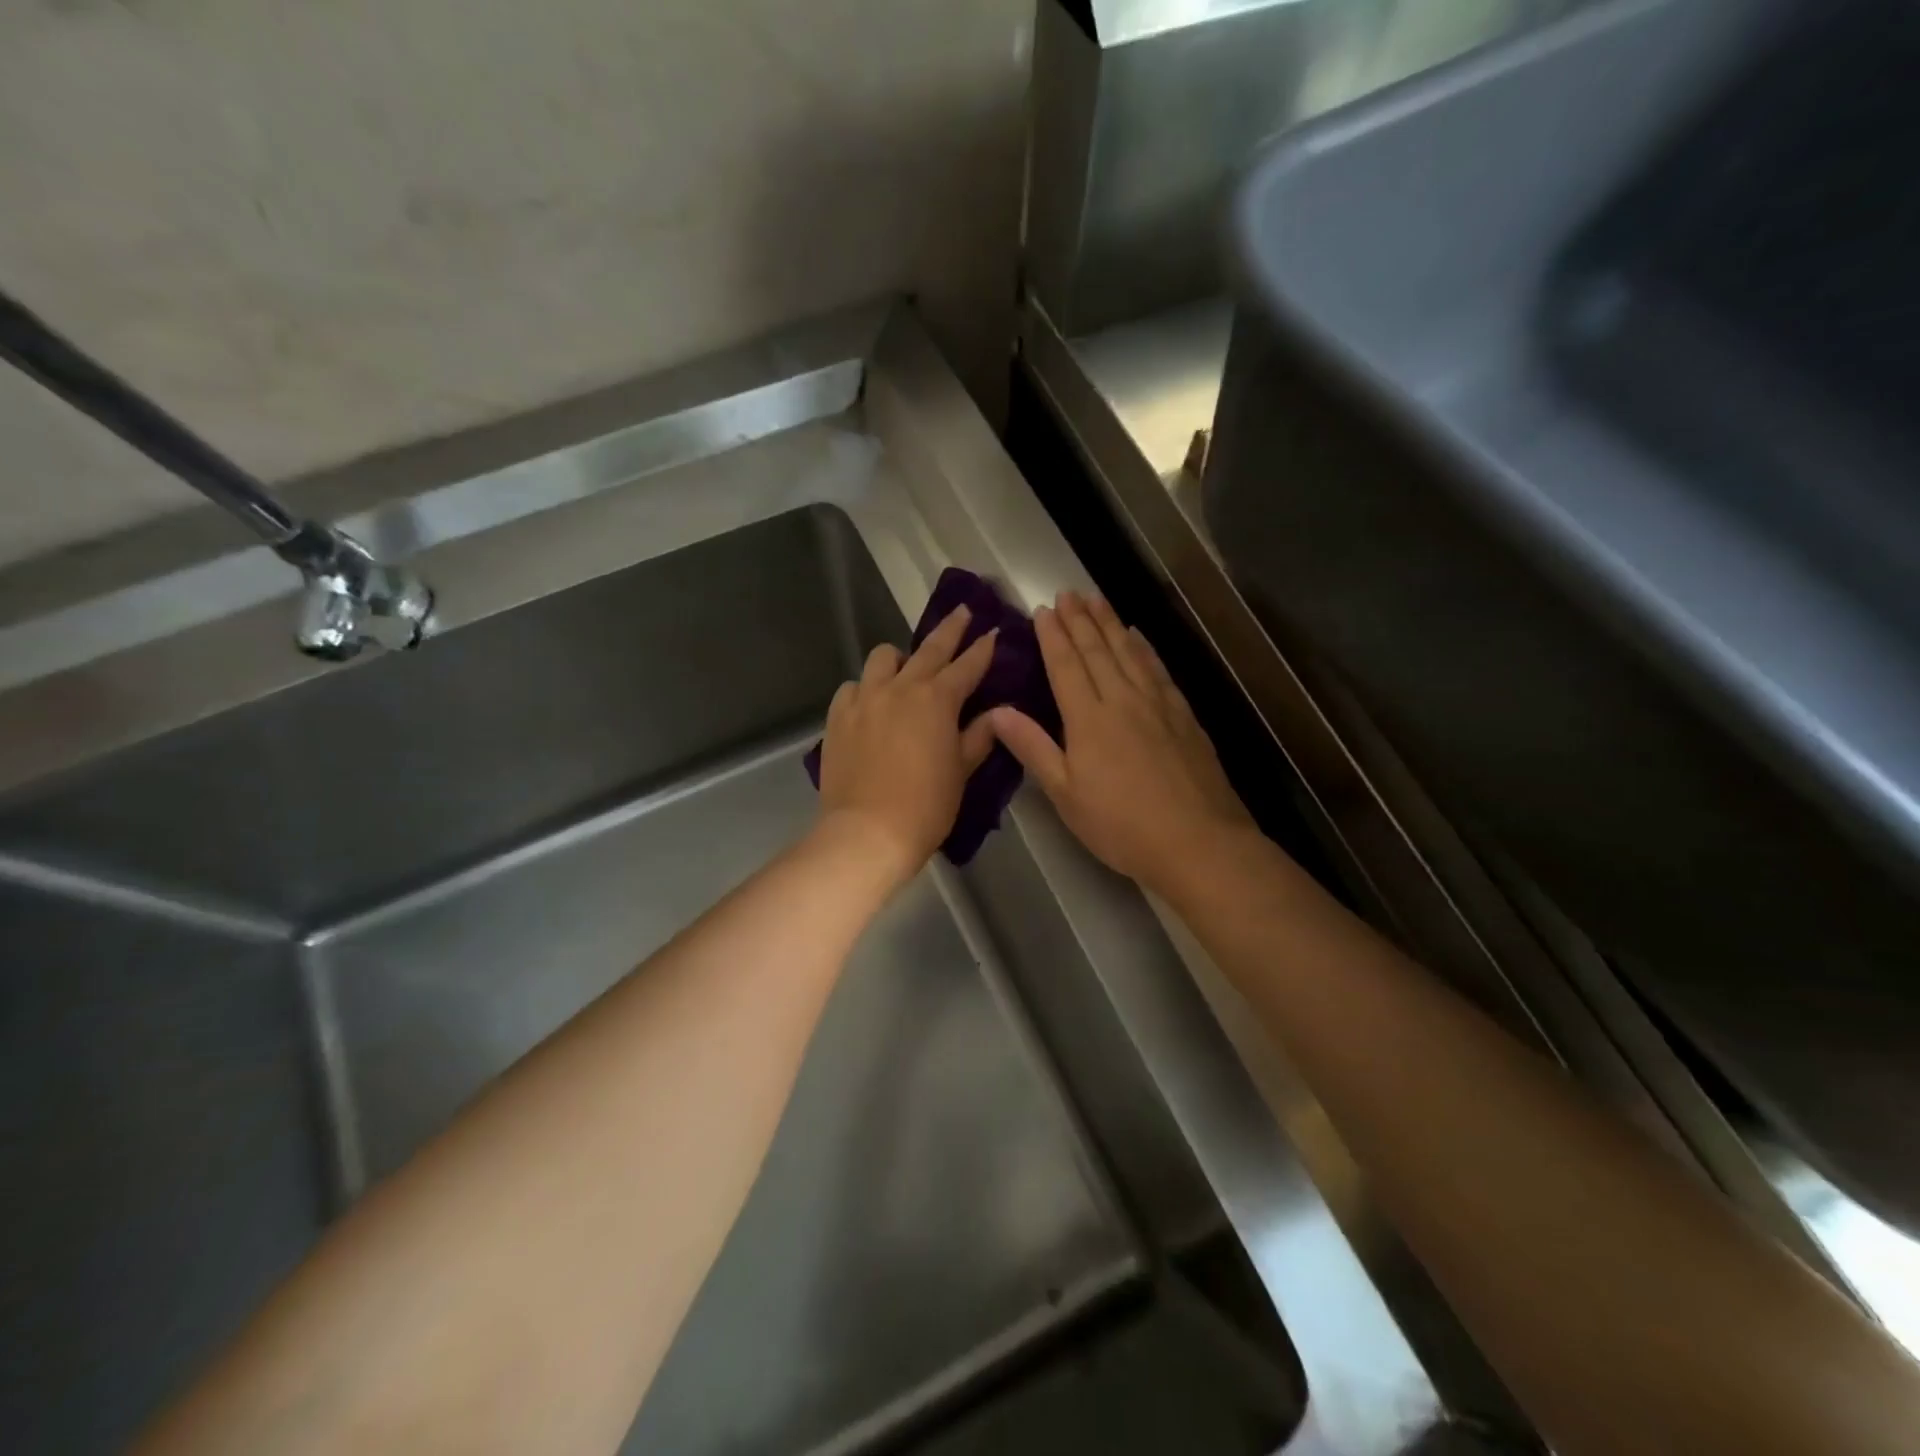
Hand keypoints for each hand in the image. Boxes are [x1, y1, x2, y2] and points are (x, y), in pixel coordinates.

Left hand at [815, 606, 998, 884]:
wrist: (868, 832)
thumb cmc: (926, 807)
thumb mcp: (961, 772)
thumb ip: (979, 737)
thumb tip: (997, 714)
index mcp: (938, 700)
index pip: (967, 665)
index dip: (983, 649)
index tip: (993, 632)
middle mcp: (901, 688)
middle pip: (930, 648)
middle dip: (950, 629)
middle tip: (963, 613)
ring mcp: (865, 698)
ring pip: (883, 657)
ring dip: (901, 658)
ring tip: (906, 671)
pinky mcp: (838, 715)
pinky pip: (853, 686)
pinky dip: (866, 688)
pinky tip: (871, 704)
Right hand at [989, 592, 1254, 895]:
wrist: (1197, 841)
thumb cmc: (1121, 825)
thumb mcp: (1065, 794)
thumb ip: (1033, 748)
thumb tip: (996, 711)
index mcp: (1088, 719)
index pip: (1066, 665)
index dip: (1053, 636)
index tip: (1043, 610)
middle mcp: (1122, 700)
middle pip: (1098, 650)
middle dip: (1080, 619)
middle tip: (1067, 592)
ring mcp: (1157, 704)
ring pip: (1129, 652)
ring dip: (1110, 623)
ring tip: (1096, 599)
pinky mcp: (1183, 715)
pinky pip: (1158, 669)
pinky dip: (1144, 648)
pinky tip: (1138, 636)